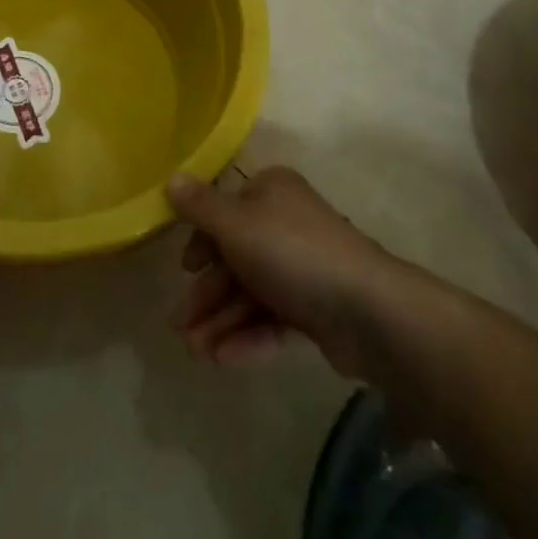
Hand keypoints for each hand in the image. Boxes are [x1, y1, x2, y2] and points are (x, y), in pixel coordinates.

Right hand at [167, 165, 395, 374]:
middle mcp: (286, 222)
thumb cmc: (291, 253)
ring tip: (197, 353)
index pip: (225, 210)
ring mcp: (302, 267)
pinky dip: (249, 336)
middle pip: (235, 256)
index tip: (184, 270)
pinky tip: (225, 359)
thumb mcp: (235, 224)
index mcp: (270, 191)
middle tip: (179, 328)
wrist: (367, 310)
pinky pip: (273, 317)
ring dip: (221, 320)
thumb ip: (199, 207)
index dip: (202, 241)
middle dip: (207, 294)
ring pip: (251, 291)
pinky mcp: (316, 307)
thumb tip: (171, 179)